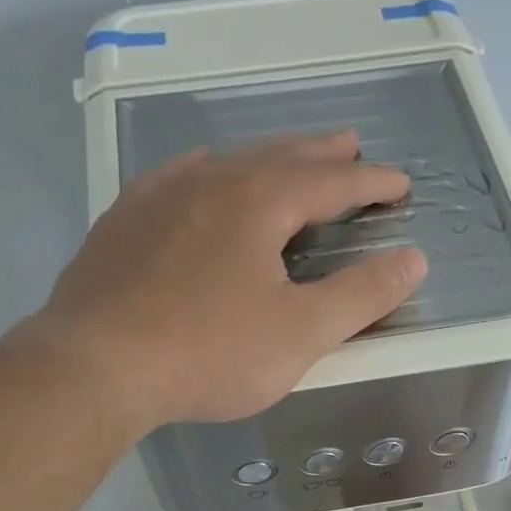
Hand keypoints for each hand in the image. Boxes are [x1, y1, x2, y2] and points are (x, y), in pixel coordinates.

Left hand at [24, 130, 425, 429]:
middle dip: (321, 155)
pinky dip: (209, 173)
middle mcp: (211, 181)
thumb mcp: (300, 334)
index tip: (400, 185)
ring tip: (286, 159)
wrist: (97, 365)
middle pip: (280, 157)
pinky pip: (179, 179)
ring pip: (227, 162)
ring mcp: (160, 196)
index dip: (372, 183)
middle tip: (350, 146)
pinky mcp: (124, 221)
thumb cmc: (209, 353)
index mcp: (261, 201)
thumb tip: (412, 260)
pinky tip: (203, 178)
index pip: (333, 181)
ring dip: (267, 159)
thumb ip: (361, 296)